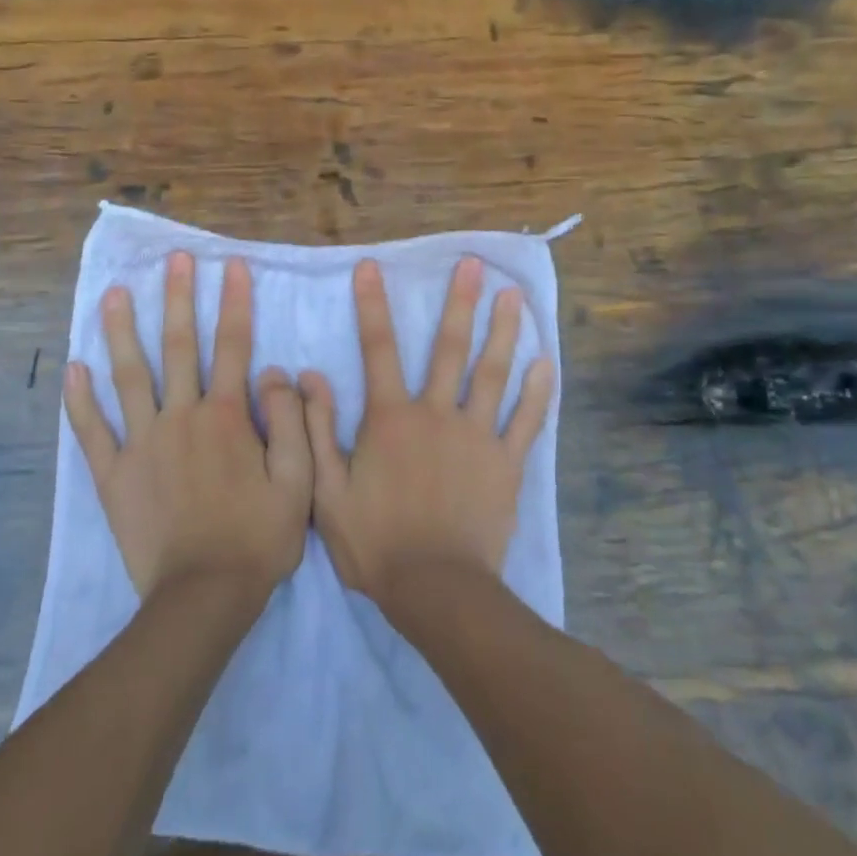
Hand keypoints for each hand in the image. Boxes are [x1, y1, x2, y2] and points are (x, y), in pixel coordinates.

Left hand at [64, 252, 312, 601]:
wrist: (203, 598)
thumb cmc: (257, 539)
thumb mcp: (298, 481)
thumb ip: (291, 422)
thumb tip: (277, 372)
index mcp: (226, 417)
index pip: (232, 346)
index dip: (234, 302)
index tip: (232, 266)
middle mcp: (181, 417)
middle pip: (178, 347)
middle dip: (177, 298)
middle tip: (173, 259)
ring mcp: (142, 443)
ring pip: (129, 376)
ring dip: (121, 332)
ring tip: (113, 294)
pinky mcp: (114, 474)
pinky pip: (93, 431)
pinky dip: (81, 400)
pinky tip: (73, 369)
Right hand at [302, 256, 553, 606]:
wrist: (437, 591)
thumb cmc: (376, 543)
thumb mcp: (327, 491)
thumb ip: (317, 430)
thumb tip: (309, 376)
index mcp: (392, 418)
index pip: (378, 348)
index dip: (372, 305)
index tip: (371, 266)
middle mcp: (436, 413)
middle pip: (449, 348)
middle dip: (459, 302)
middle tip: (474, 264)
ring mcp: (476, 436)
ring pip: (493, 373)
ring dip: (504, 331)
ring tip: (514, 296)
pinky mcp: (506, 464)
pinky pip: (526, 421)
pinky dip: (538, 392)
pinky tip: (547, 363)